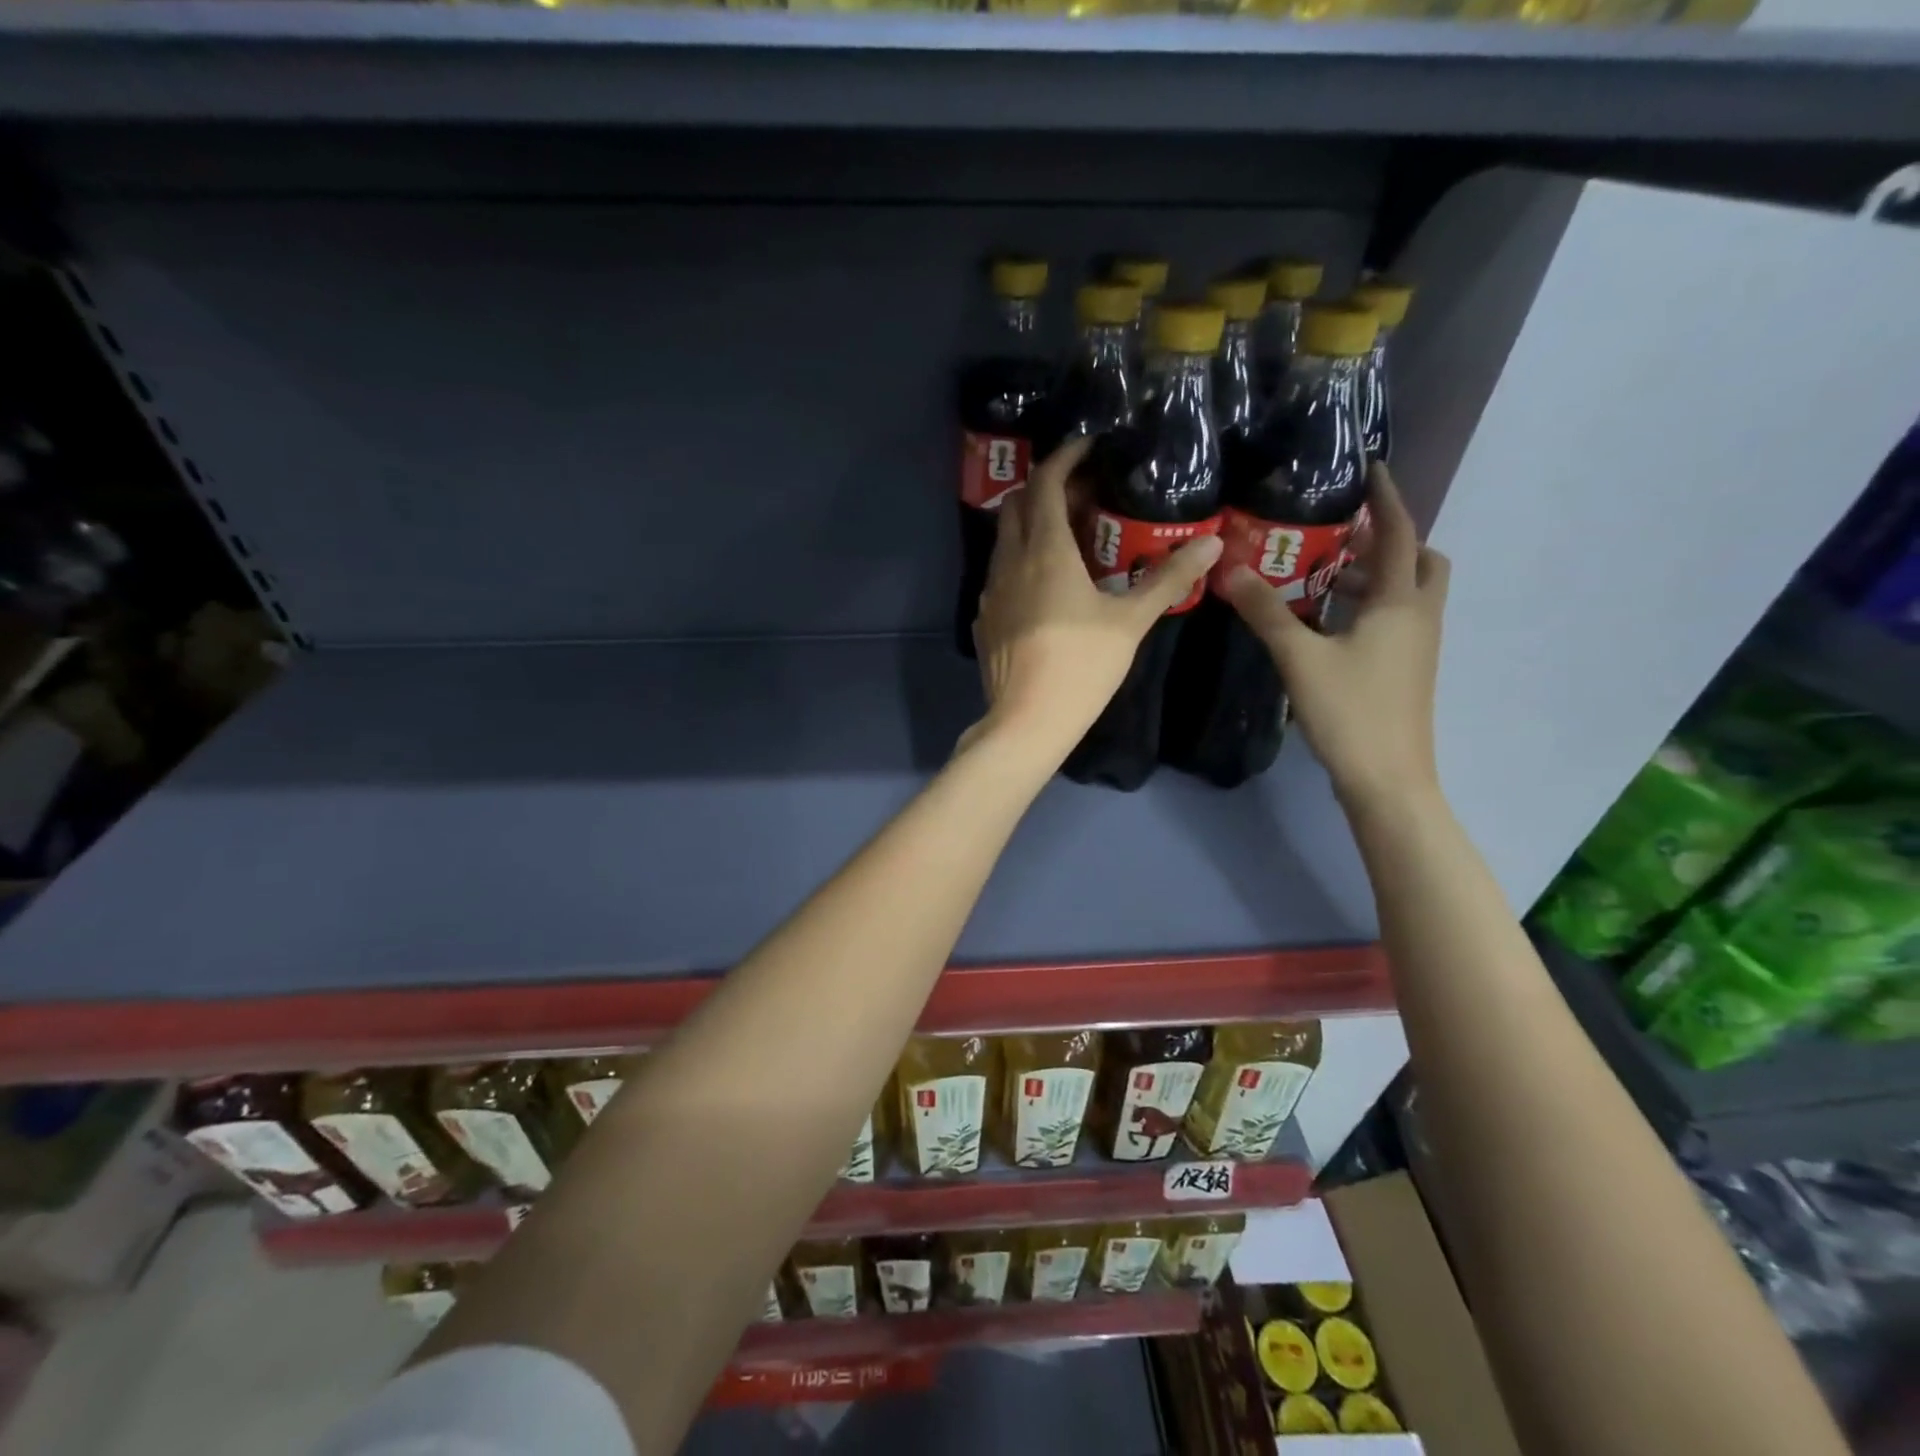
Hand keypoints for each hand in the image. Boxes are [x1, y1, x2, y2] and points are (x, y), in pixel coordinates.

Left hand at [969, 437, 1221, 758]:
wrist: (1026, 720)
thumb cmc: (1081, 666)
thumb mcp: (1130, 622)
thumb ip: (1167, 579)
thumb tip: (1211, 543)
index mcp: (1045, 552)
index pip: (1047, 484)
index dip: (1066, 457)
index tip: (1089, 446)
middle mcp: (1009, 562)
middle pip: (1018, 505)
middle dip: (1048, 488)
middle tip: (1084, 493)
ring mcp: (990, 592)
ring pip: (1005, 540)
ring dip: (1031, 525)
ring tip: (1068, 536)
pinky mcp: (985, 619)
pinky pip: (999, 574)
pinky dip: (1020, 561)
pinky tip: (1043, 585)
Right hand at [1219, 463, 1448, 814]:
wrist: (1387, 777)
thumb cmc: (1349, 710)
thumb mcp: (1299, 657)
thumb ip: (1265, 611)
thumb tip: (1229, 570)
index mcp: (1400, 602)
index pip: (1398, 534)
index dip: (1386, 499)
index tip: (1369, 469)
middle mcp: (1418, 616)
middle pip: (1420, 560)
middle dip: (1390, 538)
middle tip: (1343, 534)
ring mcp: (1418, 646)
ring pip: (1408, 592)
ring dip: (1377, 574)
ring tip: (1325, 572)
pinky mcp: (1407, 669)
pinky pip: (1396, 618)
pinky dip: (1371, 605)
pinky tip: (1329, 621)